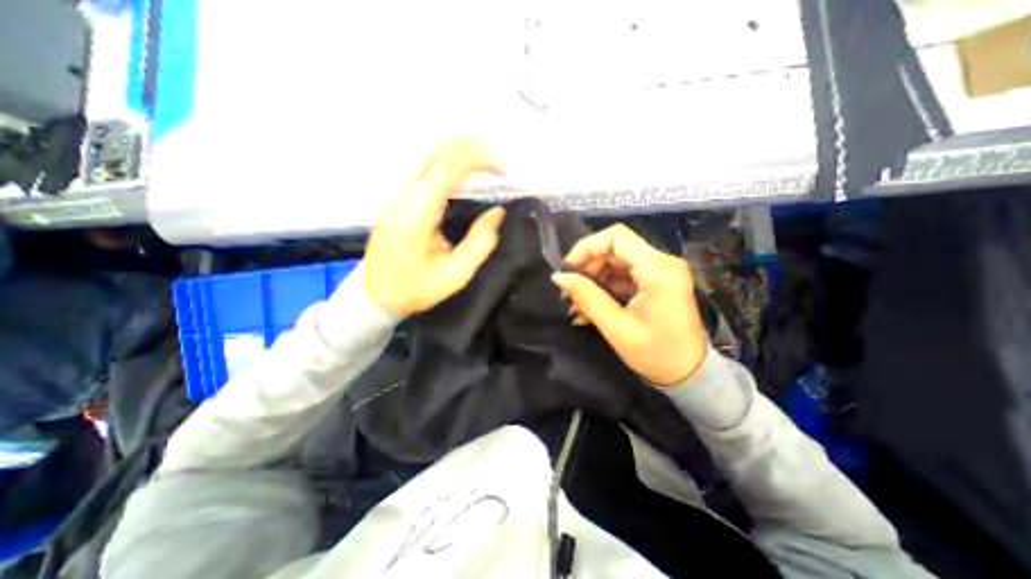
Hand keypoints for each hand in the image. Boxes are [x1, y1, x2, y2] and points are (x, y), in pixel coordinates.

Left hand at [363, 138, 506, 315]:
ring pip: (429, 156)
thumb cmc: (416, 288)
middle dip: (471, 149)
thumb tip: (498, 213)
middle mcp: (405, 195)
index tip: (503, 168)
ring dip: (460, 154)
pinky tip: (465, 175)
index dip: (478, 159)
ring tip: (487, 165)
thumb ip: (479, 243)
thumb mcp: (455, 274)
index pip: (448, 167)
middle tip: (499, 162)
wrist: (376, 294)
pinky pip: (425, 168)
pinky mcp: (397, 199)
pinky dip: (449, 164)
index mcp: (419, 211)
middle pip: (437, 151)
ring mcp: (397, 194)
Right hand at [557, 225, 708, 385]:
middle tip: (570, 292)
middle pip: (615, 249)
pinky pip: (624, 276)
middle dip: (588, 268)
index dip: (587, 247)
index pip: (616, 237)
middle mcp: (662, 262)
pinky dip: (605, 288)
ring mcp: (660, 272)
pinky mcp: (656, 282)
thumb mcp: (616, 327)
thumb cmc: (657, 355)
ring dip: (593, 280)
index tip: (568, 269)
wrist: (691, 375)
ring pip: (616, 262)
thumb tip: (558, 277)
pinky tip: (590, 308)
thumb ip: (587, 297)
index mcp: (657, 270)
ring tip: (577, 305)